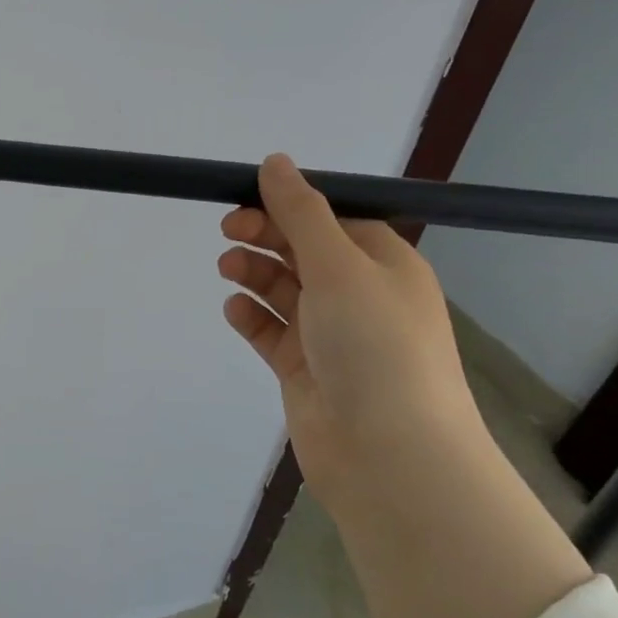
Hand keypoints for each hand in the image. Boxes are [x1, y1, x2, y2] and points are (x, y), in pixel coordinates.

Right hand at [217, 154, 486, 502]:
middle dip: (265, 236)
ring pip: (284, 290)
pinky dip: (252, 317)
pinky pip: (272, 332)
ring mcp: (332, 335)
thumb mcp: (339, 266)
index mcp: (384, 265)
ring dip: (255, 273)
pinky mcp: (306, 370)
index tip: (246, 198)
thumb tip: (275, 161)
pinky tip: (234, 311)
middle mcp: (360, 296)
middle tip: (227, 232)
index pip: (333, 218)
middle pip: (304, 251)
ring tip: (227, 270)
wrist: (390, 455)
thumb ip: (301, 213)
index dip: (289, 205)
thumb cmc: (375, 346)